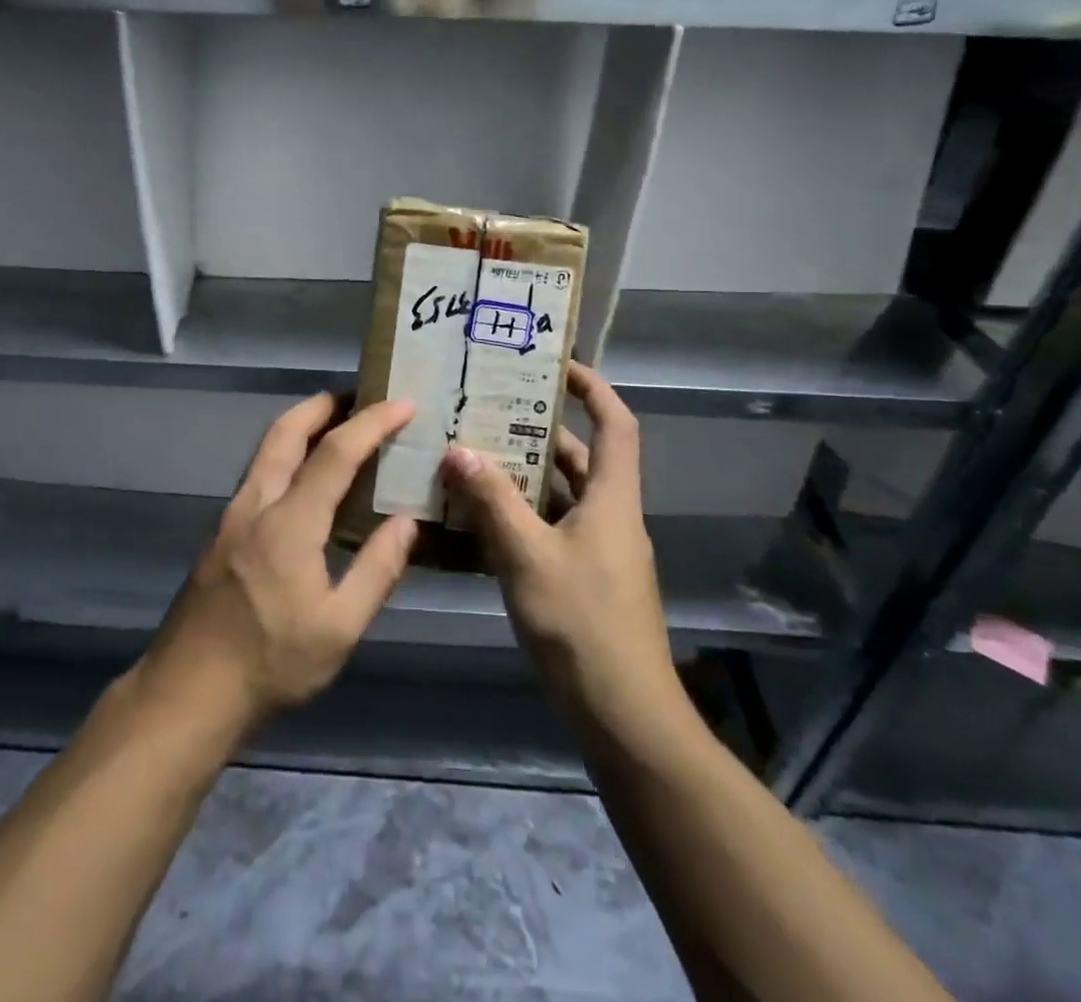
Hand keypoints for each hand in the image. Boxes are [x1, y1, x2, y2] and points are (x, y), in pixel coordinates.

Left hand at [131, 395, 420, 736]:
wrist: (187, 692)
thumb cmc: (271, 664)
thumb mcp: (338, 628)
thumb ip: (377, 570)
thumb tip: (407, 522)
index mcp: (289, 523)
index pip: (336, 453)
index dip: (373, 423)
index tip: (404, 403)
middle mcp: (256, 504)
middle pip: (286, 431)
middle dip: (324, 404)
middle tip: (360, 397)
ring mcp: (232, 515)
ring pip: (266, 448)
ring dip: (301, 425)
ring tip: (338, 427)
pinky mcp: (221, 531)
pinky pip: (259, 473)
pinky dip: (287, 454)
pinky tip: (306, 479)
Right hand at [440, 363, 691, 745]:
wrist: (623, 715)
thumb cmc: (582, 624)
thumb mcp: (528, 556)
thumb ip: (492, 501)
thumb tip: (458, 450)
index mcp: (612, 499)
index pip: (616, 424)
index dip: (594, 388)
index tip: (556, 364)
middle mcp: (610, 516)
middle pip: (579, 457)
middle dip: (537, 430)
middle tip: (488, 410)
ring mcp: (598, 550)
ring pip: (559, 495)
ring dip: (522, 475)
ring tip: (471, 455)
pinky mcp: (583, 578)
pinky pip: (549, 528)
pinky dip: (519, 516)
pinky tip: (476, 518)